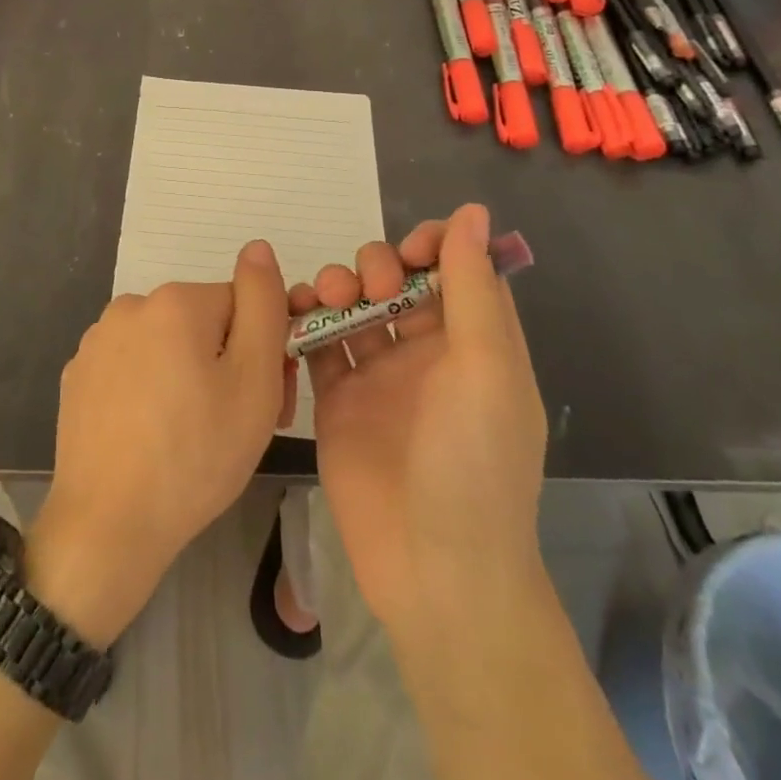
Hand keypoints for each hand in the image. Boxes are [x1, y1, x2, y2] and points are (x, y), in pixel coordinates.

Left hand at [27, 240, 289, 646]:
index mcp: (176, 301)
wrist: (108, 525)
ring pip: (167, 345)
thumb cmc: (196, 454)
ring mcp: (98, 340)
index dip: (264, 350)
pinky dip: (150, 390)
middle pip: (203, 323)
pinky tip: (151, 435)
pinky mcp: (79, 375)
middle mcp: (131, 306)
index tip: (269, 399)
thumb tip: (258, 247)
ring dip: (188, 375)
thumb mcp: (254, 381)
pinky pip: (133, 368)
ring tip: (191, 436)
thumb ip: (263, 304)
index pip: (242, 306)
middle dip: (226, 363)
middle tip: (233, 424)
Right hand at [297, 203, 547, 638]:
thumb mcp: (486, 368)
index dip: (432, 246)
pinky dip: (305, 319)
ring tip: (330, 300)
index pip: (454, 270)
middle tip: (369, 288)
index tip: (410, 250)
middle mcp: (427, 352)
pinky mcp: (337, 398)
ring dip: (339, 285)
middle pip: (396, 281)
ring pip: (354, 305)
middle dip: (379, 265)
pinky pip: (318, 342)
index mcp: (474, 343)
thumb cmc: (472, 462)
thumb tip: (471, 211)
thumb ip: (471, 287)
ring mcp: (378, 375)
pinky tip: (294, 313)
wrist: (431, 568)